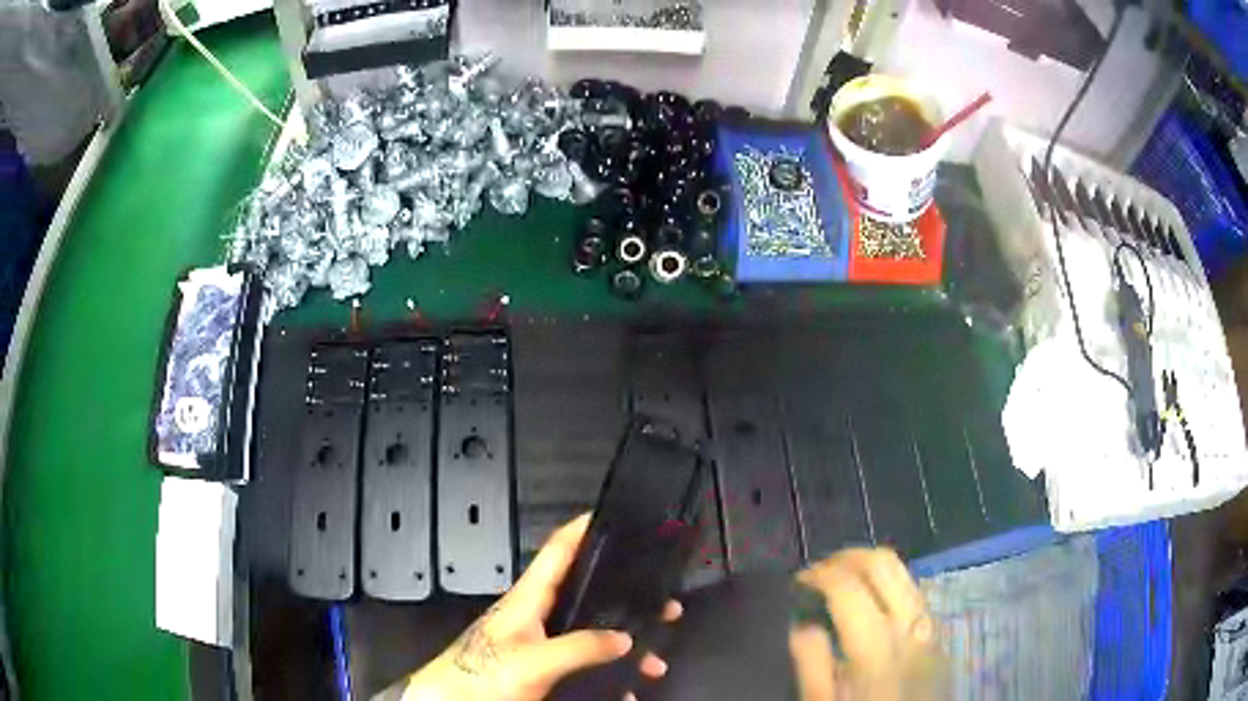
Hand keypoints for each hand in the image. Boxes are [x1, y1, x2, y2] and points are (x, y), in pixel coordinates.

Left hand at [402, 514, 681, 700]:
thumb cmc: (483, 674)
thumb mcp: (532, 660)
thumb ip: (578, 647)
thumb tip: (625, 639)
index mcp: (529, 598)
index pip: (558, 550)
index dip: (584, 528)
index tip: (616, 515)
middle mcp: (538, 615)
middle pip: (588, 595)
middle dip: (627, 599)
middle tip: (665, 605)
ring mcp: (541, 643)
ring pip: (592, 635)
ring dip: (626, 648)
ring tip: (655, 664)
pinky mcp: (542, 668)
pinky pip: (584, 665)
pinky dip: (609, 675)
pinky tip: (627, 690)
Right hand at [789, 548, 943, 700]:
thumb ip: (812, 665)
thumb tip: (801, 623)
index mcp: (877, 645)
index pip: (847, 586)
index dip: (818, 574)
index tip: (796, 583)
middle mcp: (910, 624)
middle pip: (883, 563)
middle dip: (846, 558)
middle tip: (818, 574)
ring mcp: (929, 625)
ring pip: (904, 571)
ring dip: (869, 567)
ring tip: (841, 583)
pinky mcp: (937, 633)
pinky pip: (913, 591)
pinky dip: (887, 584)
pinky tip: (869, 605)